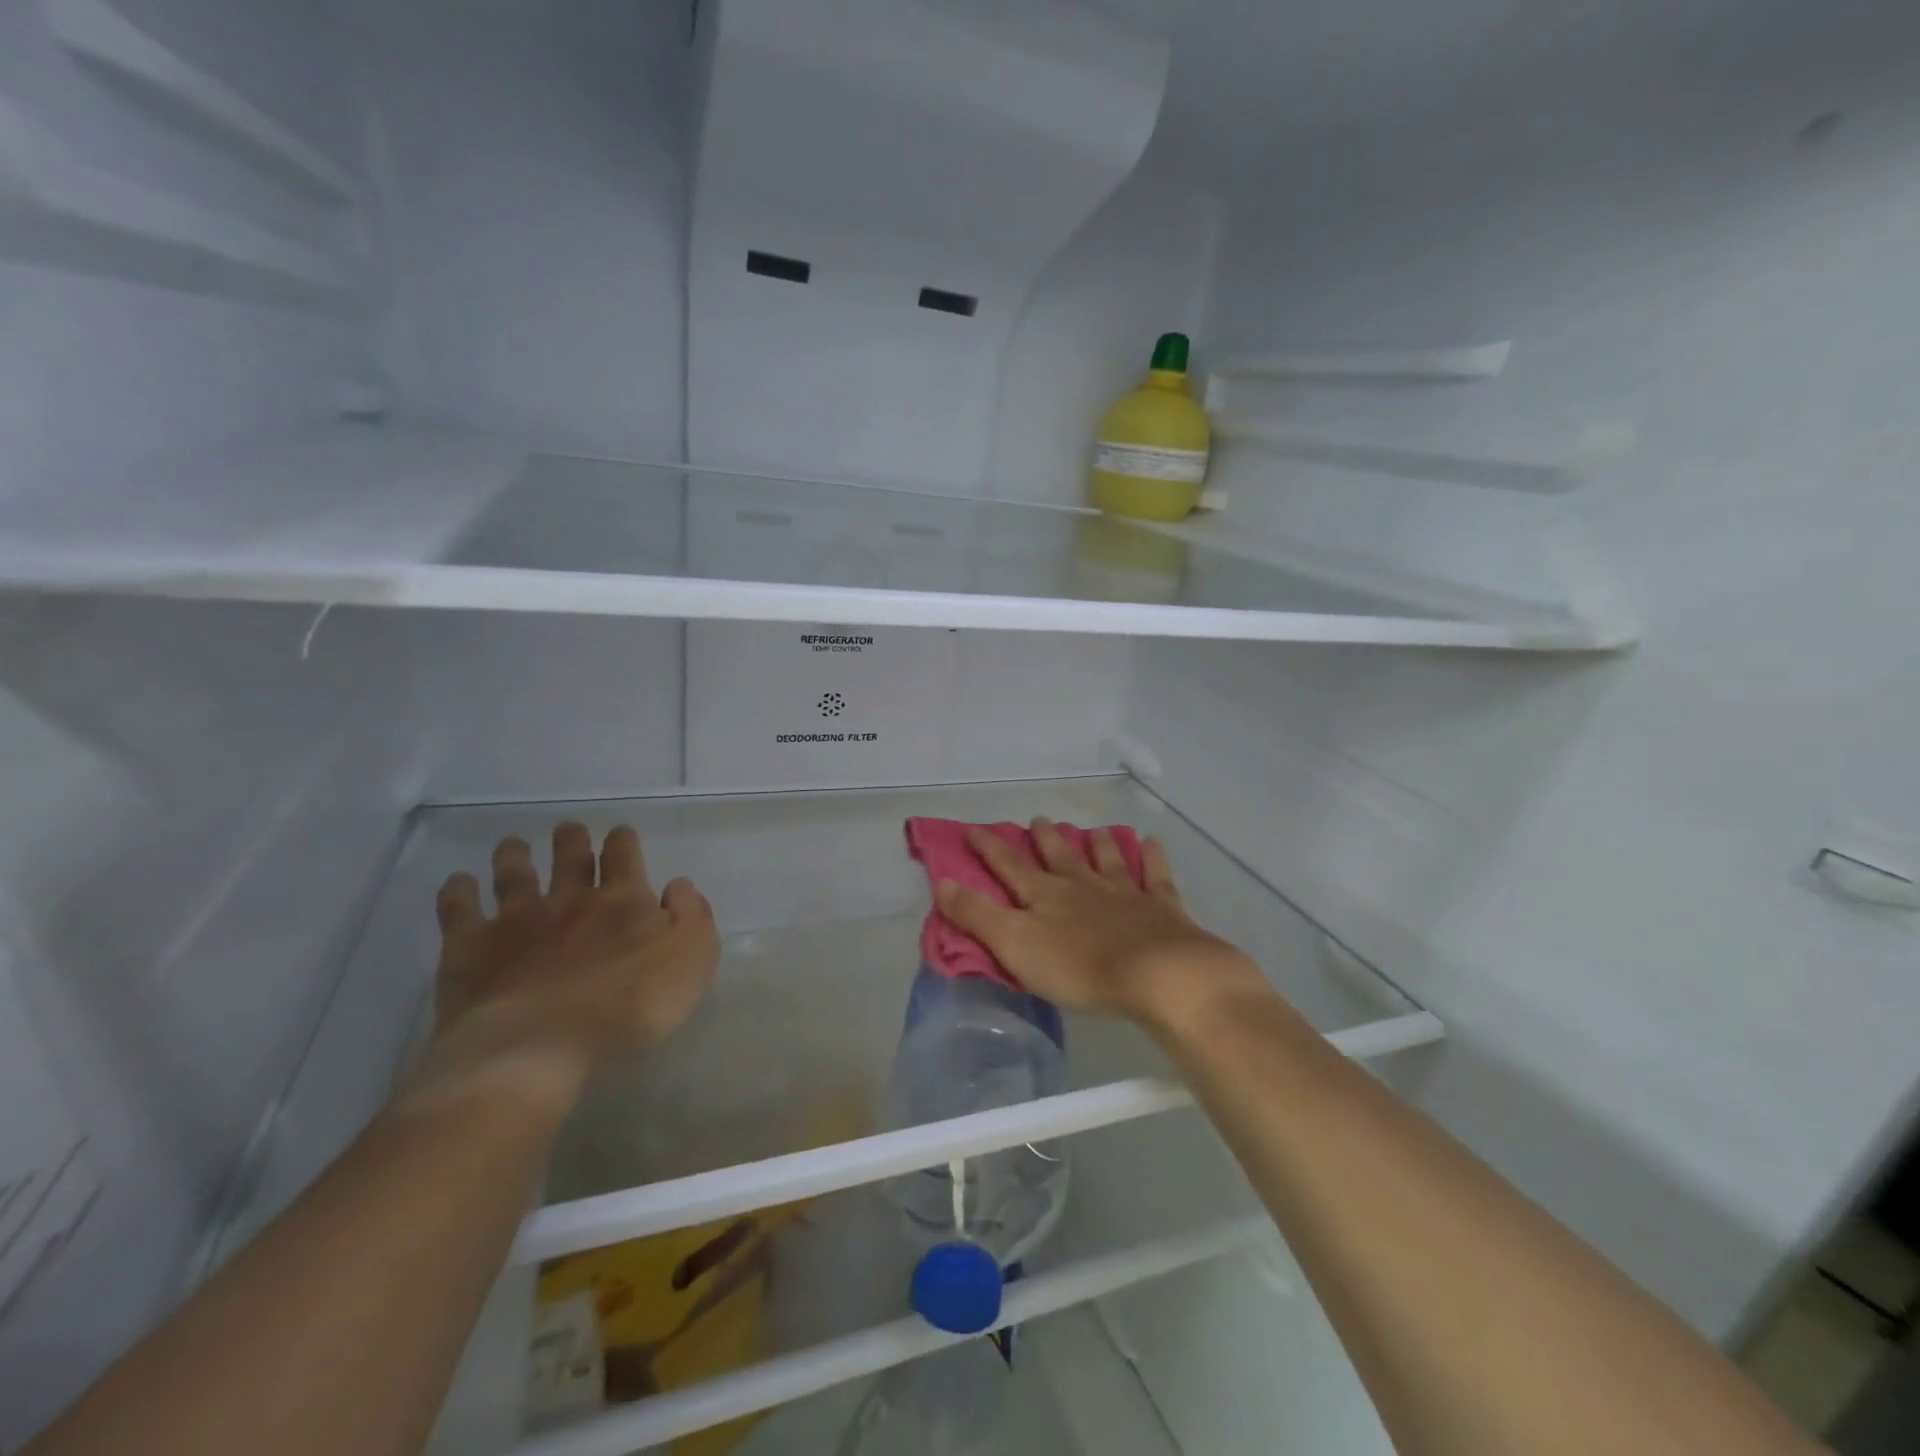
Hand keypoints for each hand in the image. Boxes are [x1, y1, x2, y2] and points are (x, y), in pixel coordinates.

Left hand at [418, 822, 719, 1100]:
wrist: (539, 1046)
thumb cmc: (629, 1006)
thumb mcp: (692, 959)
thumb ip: (692, 916)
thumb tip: (678, 886)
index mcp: (623, 901)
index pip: (624, 856)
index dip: (623, 841)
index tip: (620, 834)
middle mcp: (570, 900)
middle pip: (570, 857)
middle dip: (571, 840)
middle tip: (568, 830)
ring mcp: (516, 921)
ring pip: (514, 874)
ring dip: (515, 856)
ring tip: (513, 846)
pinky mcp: (470, 949)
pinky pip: (459, 909)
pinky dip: (458, 891)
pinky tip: (459, 883)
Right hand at [934, 817, 1267, 1032]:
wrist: (1157, 974)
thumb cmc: (1079, 967)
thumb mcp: (1015, 945)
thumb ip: (978, 915)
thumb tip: (941, 882)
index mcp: (1045, 895)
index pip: (1009, 866)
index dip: (989, 848)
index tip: (973, 828)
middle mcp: (1082, 885)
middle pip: (1060, 855)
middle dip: (1045, 839)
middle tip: (1039, 820)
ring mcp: (1125, 892)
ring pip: (1106, 859)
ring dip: (1097, 844)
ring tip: (1093, 831)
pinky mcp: (1161, 908)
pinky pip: (1155, 876)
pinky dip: (1152, 858)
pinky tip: (1153, 842)